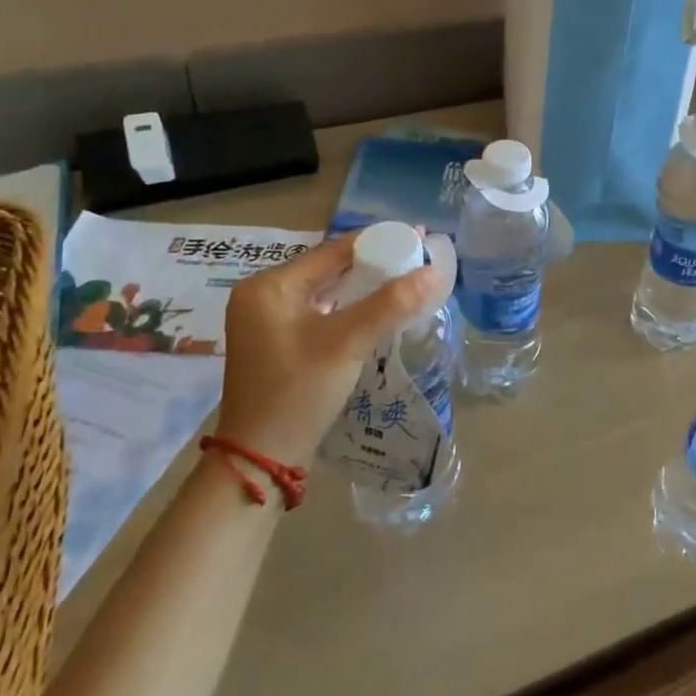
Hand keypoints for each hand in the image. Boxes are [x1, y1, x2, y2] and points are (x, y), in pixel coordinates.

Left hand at [216, 234, 446, 464]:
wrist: (261, 459)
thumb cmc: (298, 392)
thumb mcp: (347, 343)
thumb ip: (390, 304)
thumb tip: (434, 271)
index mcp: (269, 286)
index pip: (332, 251)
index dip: (378, 242)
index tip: (417, 236)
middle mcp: (263, 296)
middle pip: (329, 268)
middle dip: (374, 263)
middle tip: (417, 257)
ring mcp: (267, 322)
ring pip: (326, 291)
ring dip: (364, 286)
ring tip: (405, 279)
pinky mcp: (278, 343)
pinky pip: (321, 312)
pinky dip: (349, 308)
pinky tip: (378, 310)